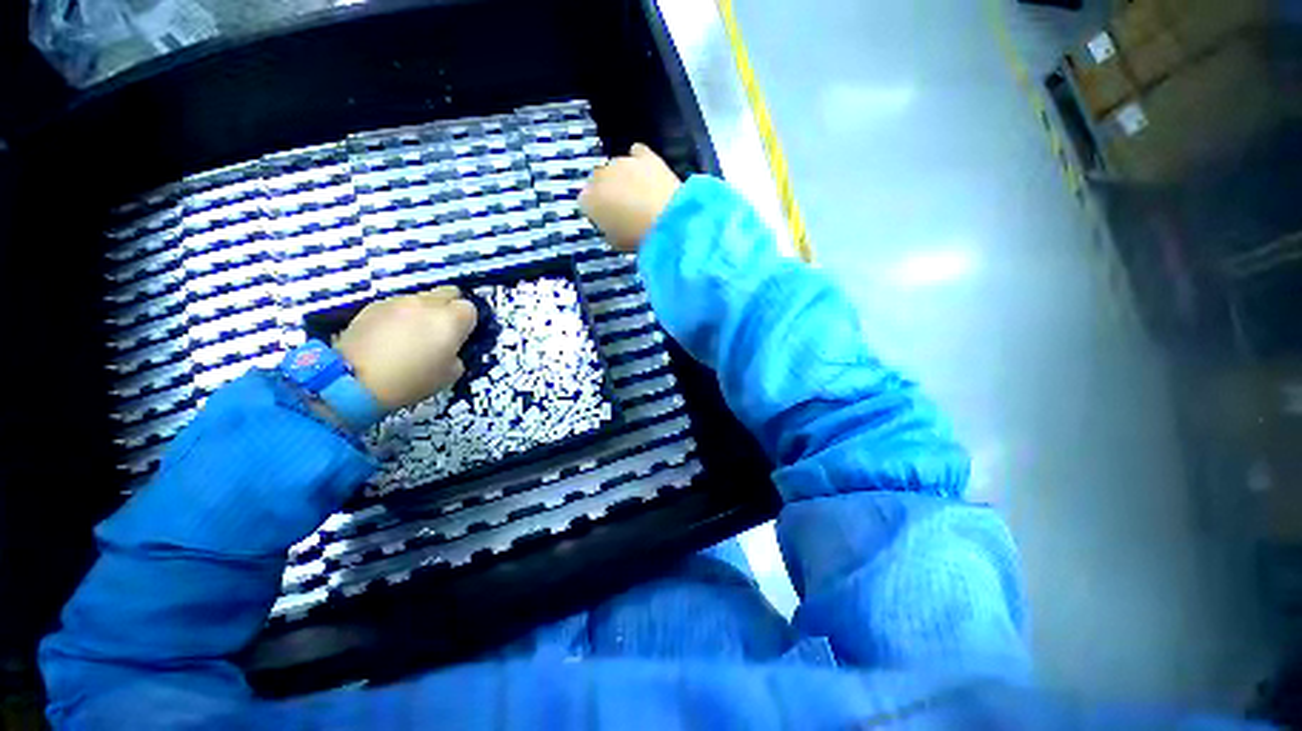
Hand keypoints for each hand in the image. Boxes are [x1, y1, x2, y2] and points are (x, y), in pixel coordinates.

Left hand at [334, 286, 476, 409]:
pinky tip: (388, 336)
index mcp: (451, 320)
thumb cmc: (412, 380)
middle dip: (448, 307)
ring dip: (423, 312)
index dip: (467, 322)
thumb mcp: (450, 374)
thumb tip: (451, 347)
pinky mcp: (374, 305)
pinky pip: (396, 305)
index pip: (470, 308)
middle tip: (440, 330)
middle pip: (448, 293)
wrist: (355, 380)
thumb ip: (457, 353)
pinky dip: (399, 316)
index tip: (460, 337)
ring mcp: (399, 301)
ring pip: (421, 298)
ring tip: (410, 335)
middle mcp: (428, 303)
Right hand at [579, 143, 681, 252]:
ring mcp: (621, 162)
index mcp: (588, 200)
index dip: (597, 211)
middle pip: (599, 181)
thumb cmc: (637, 238)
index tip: (608, 220)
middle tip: (624, 209)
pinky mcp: (644, 155)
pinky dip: (639, 160)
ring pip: (616, 167)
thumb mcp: (615, 242)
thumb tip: (611, 223)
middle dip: (608, 192)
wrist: (667, 220)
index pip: (585, 202)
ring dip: (623, 179)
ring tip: (639, 195)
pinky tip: (646, 171)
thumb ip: (608, 229)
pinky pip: (637, 152)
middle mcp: (599, 176)